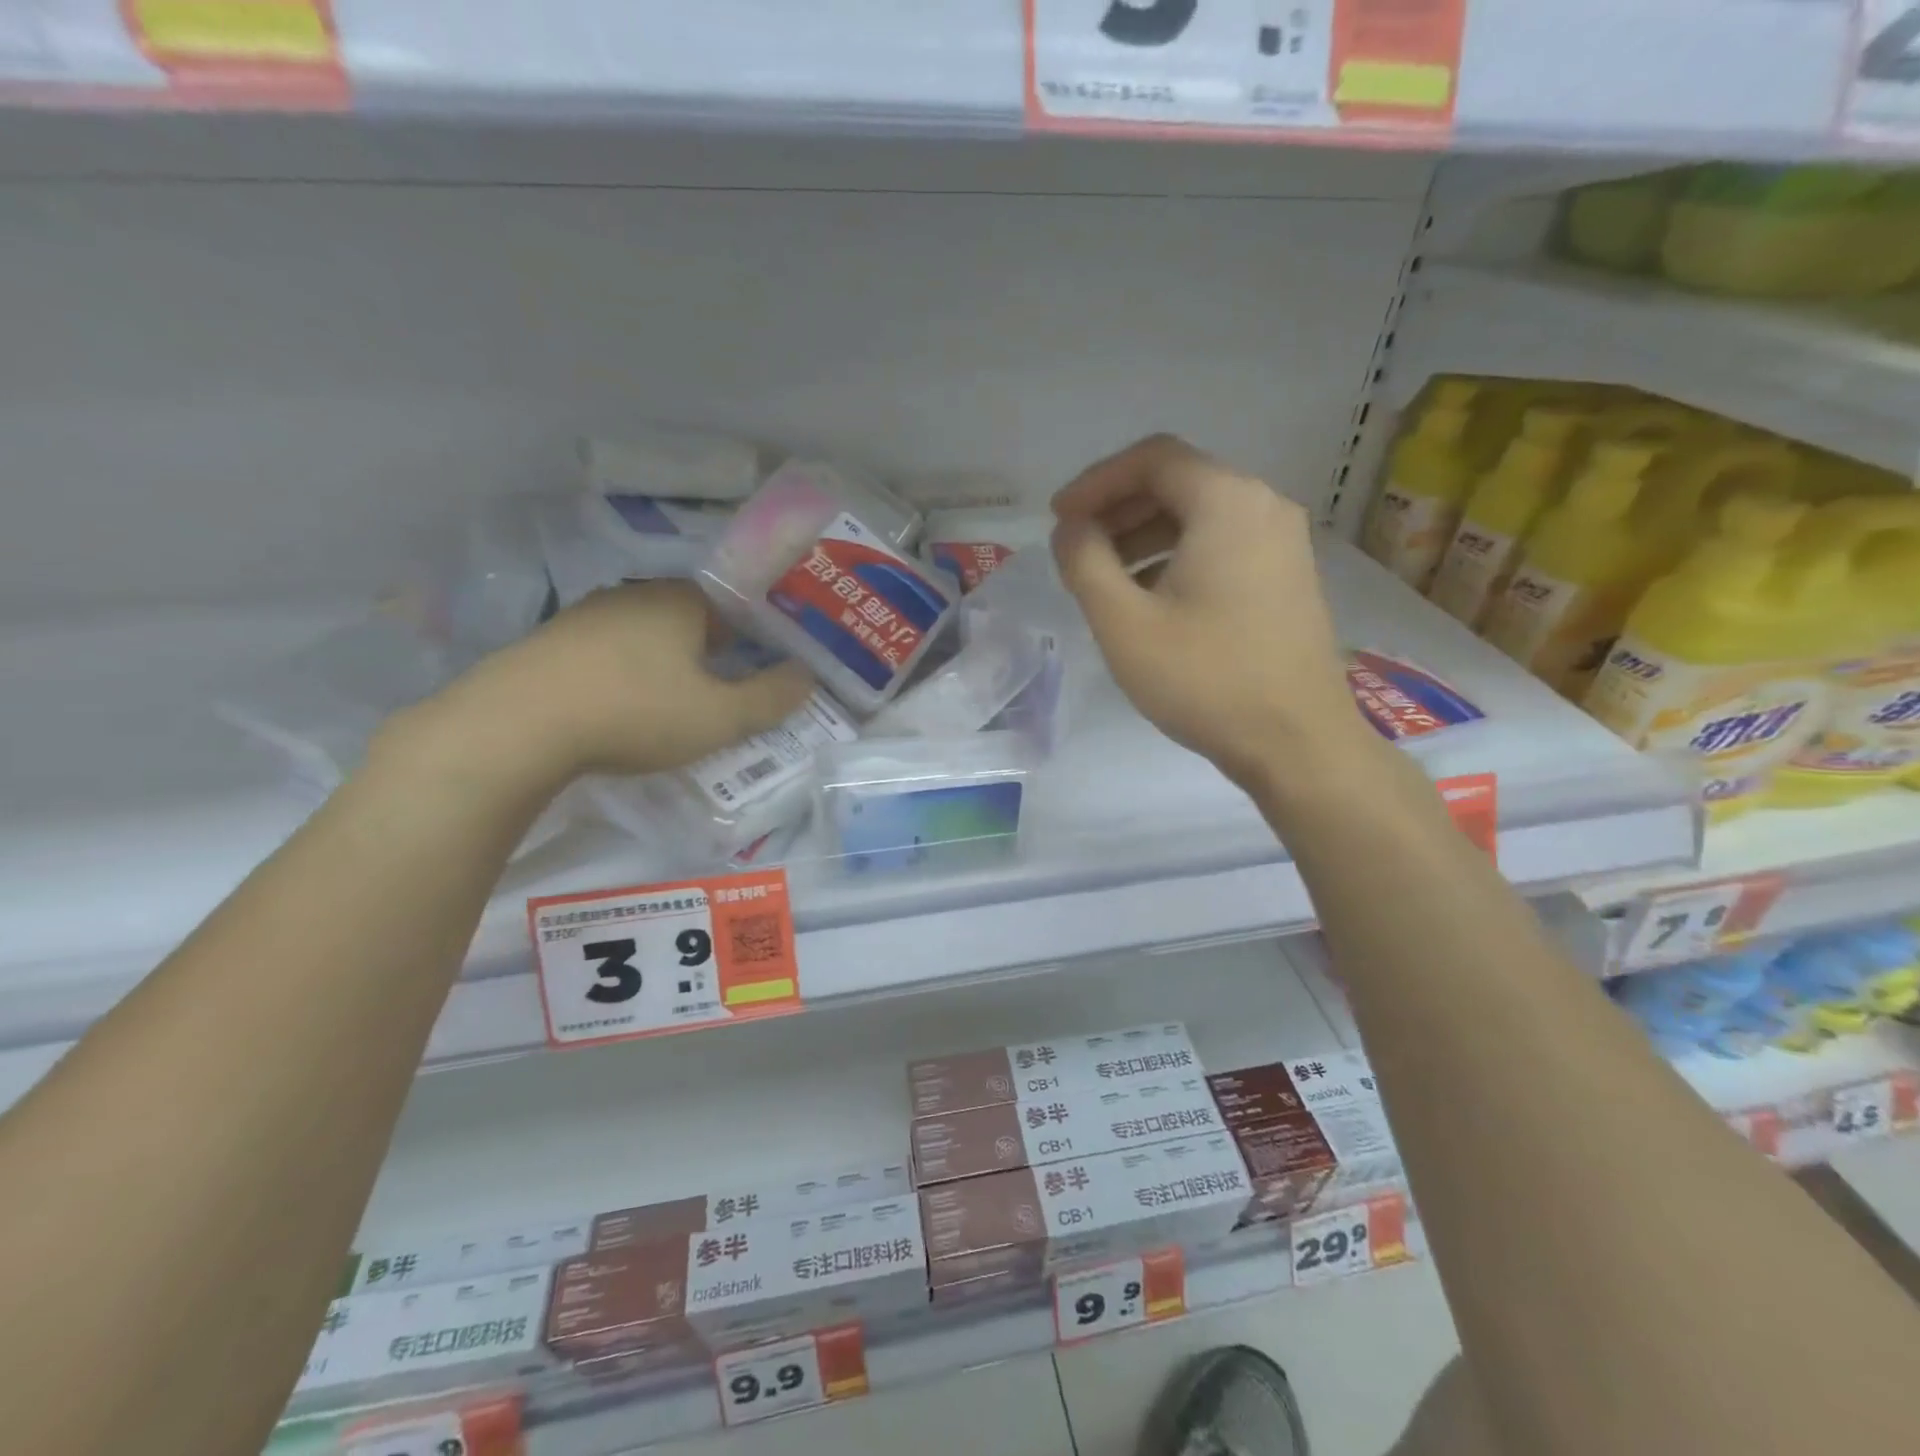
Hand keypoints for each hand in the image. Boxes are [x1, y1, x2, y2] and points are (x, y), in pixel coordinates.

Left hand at [422, 580, 814, 783]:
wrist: (515, 726)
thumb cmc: (635, 712)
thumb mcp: (720, 718)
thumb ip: (771, 698)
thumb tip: (807, 677)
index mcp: (682, 601)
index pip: (735, 604)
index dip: (756, 636)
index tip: (763, 670)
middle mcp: (635, 595)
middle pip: (690, 617)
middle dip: (713, 651)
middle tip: (725, 692)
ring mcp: (587, 615)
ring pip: (646, 633)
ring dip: (666, 662)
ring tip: (675, 704)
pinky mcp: (551, 642)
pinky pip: (608, 651)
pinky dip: (626, 672)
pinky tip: (622, 706)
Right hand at [1051, 434, 1360, 788]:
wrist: (1297, 743)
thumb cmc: (1205, 679)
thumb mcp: (1123, 622)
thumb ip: (1085, 562)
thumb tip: (1071, 528)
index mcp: (1226, 502)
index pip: (1151, 459)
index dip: (1095, 482)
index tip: (1059, 518)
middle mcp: (1264, 505)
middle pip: (1178, 482)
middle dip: (1118, 509)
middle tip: (1076, 546)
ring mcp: (1283, 542)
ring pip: (1200, 516)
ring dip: (1144, 535)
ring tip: (1105, 578)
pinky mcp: (1288, 577)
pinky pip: (1222, 544)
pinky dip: (1177, 556)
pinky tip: (1151, 599)